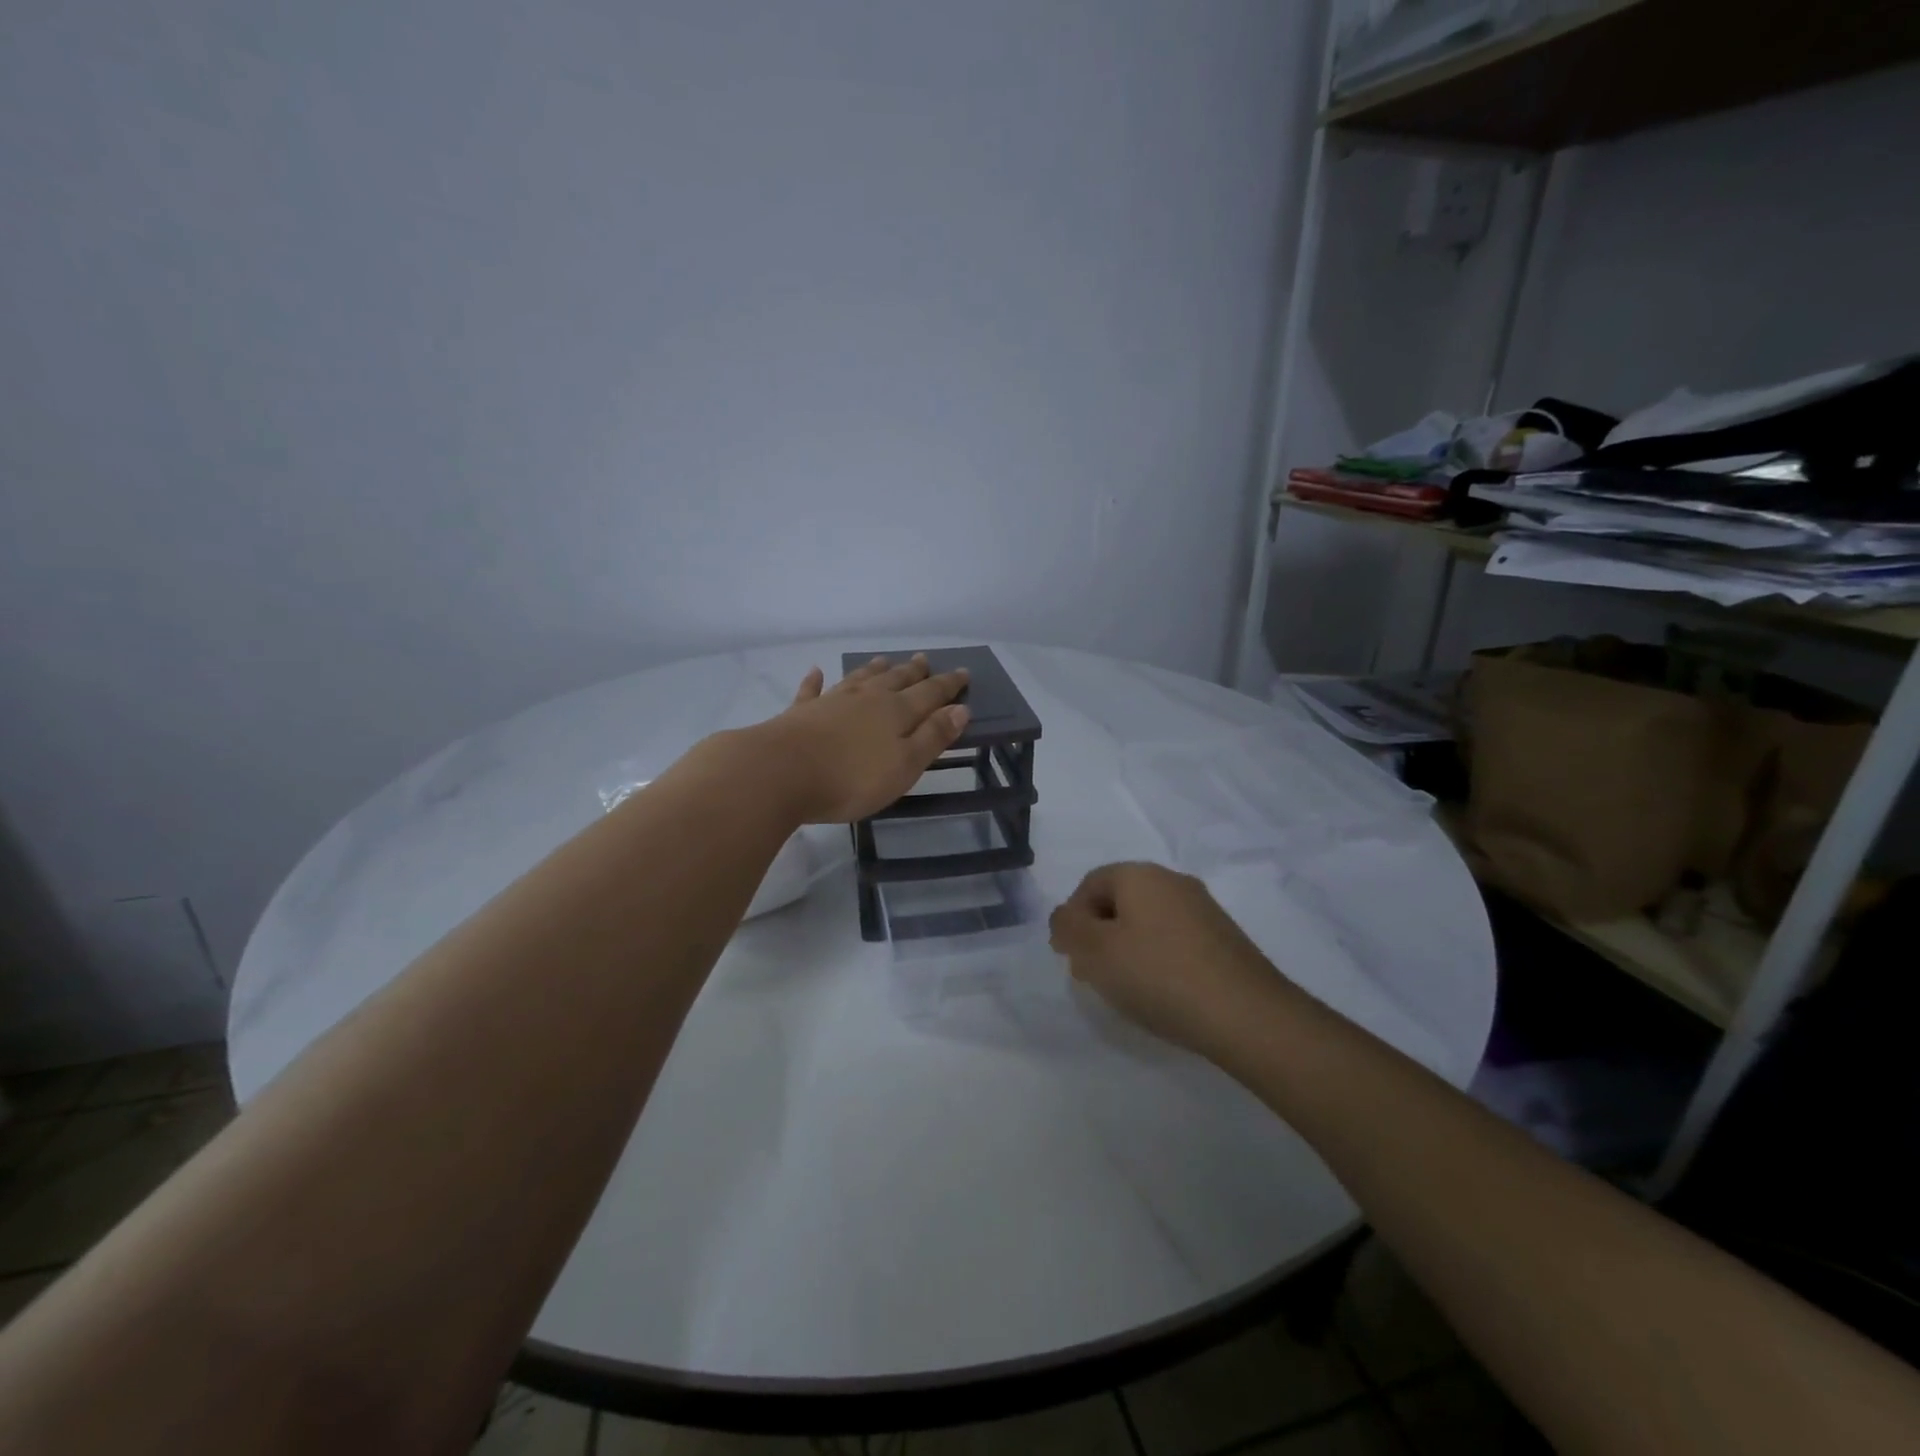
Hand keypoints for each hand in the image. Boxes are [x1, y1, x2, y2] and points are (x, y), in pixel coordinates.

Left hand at [757, 654, 970, 823]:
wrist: (781, 772)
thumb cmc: (851, 778)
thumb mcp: (904, 765)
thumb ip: (932, 736)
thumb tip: (960, 709)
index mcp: (896, 712)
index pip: (930, 693)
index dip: (948, 685)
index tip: (963, 672)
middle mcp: (866, 699)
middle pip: (895, 680)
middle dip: (913, 671)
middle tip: (924, 659)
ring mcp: (831, 702)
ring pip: (859, 679)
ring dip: (873, 669)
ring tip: (884, 660)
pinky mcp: (800, 713)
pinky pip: (812, 691)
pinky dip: (816, 681)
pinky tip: (816, 671)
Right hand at [1049, 862, 1285, 1056]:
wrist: (1247, 1015)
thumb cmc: (1159, 975)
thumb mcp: (1096, 952)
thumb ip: (1068, 927)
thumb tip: (1064, 917)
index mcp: (1140, 875)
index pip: (1090, 884)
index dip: (1072, 918)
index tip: (1069, 957)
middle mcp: (1173, 881)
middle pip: (1120, 901)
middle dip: (1098, 934)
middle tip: (1092, 974)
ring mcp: (1204, 909)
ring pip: (1148, 922)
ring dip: (1127, 949)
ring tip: (1125, 989)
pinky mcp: (1224, 940)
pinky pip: (1175, 940)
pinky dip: (1158, 960)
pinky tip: (1161, 993)